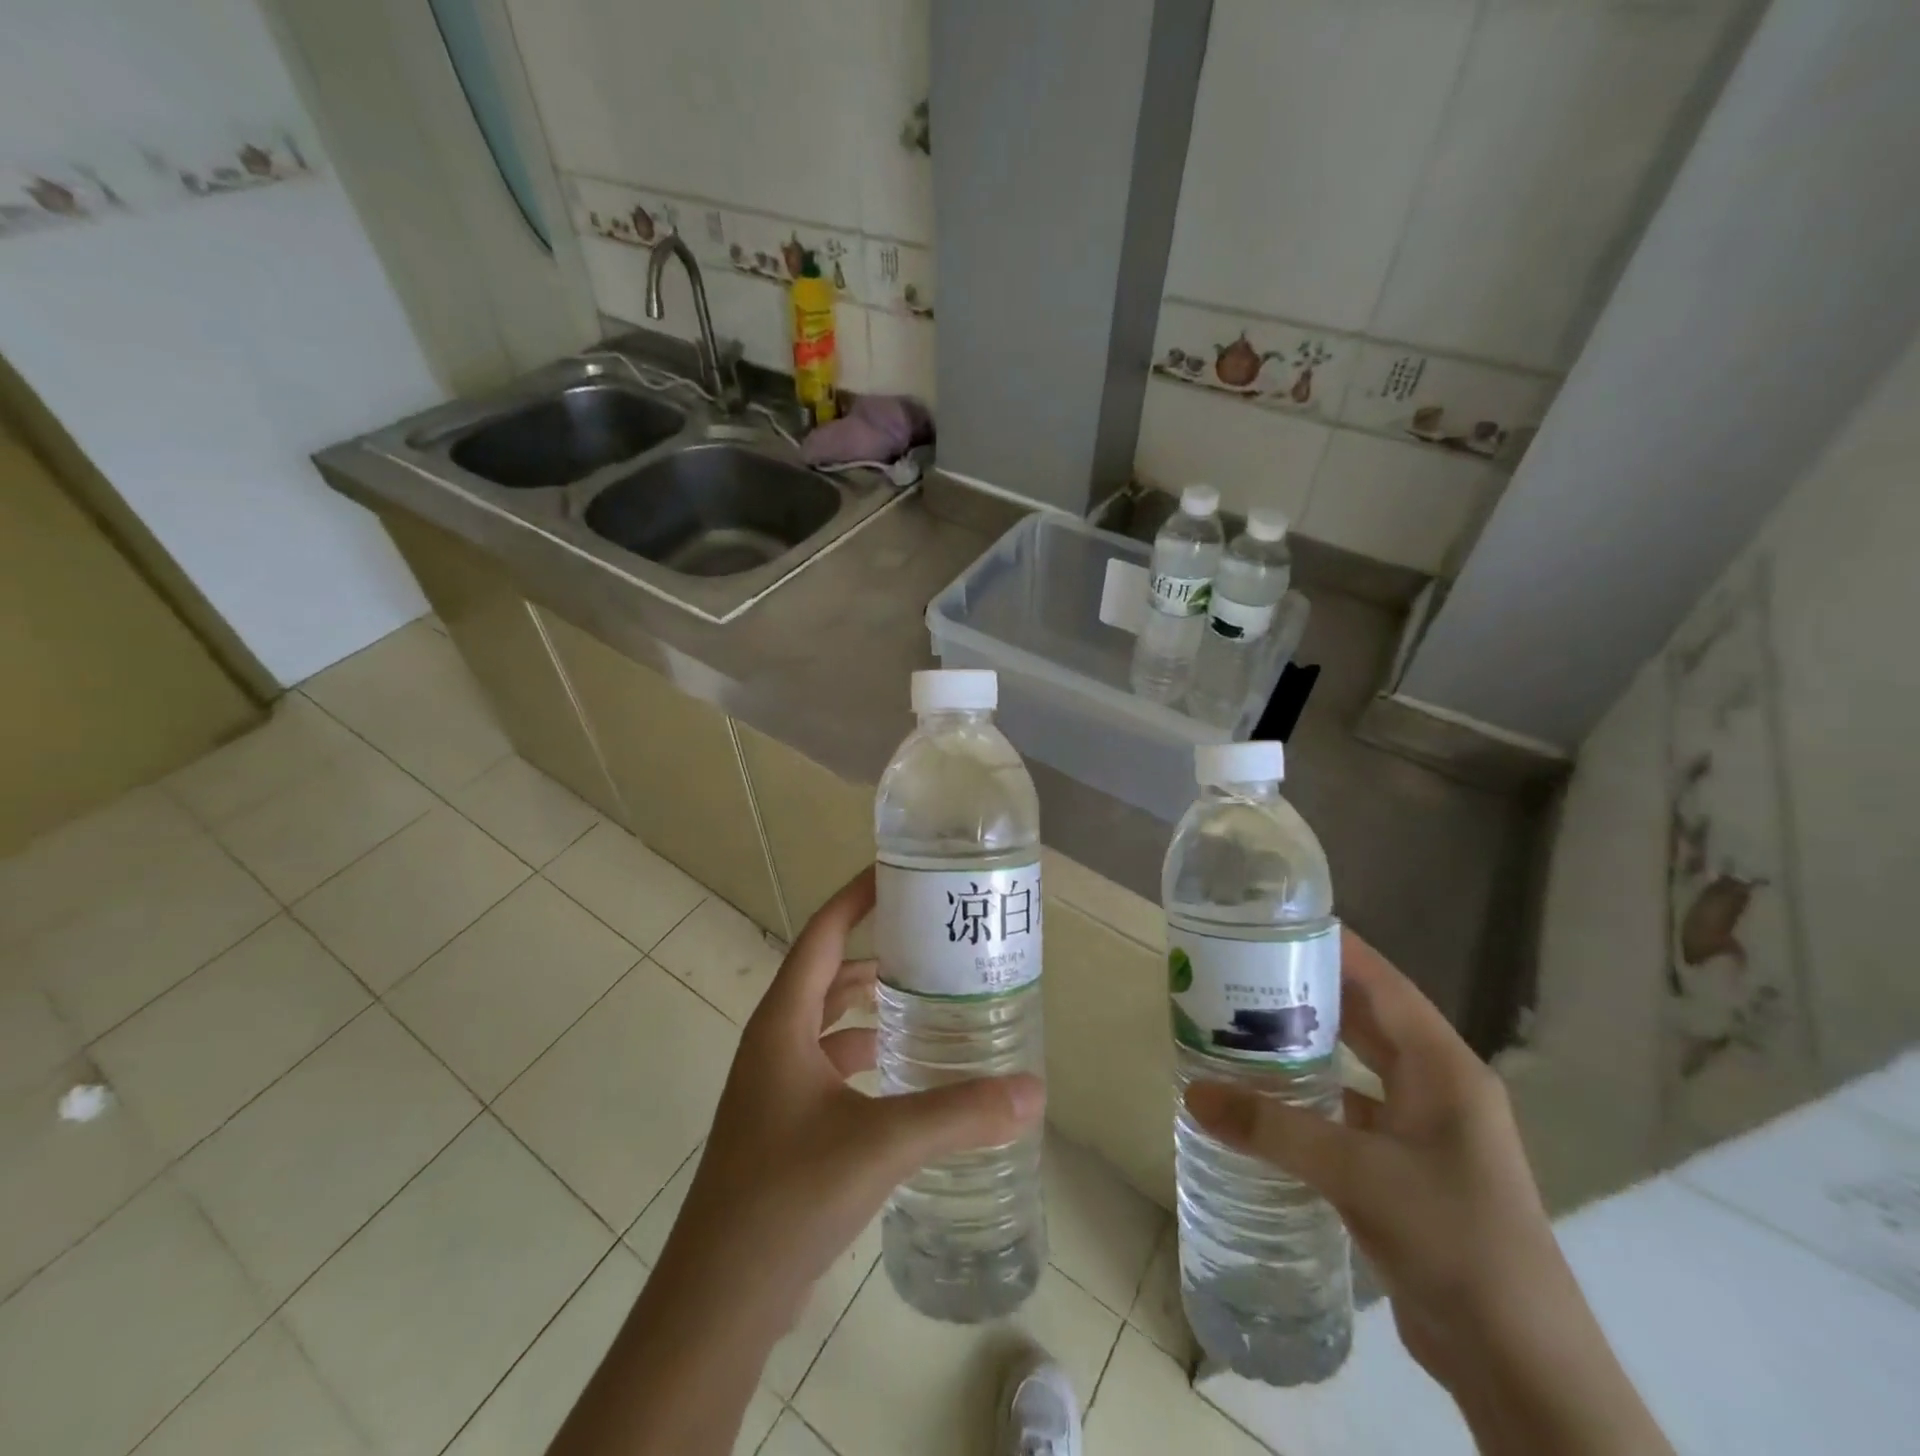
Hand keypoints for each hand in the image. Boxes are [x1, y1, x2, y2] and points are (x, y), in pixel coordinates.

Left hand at [656, 865, 1045, 1332]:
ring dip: (871, 1008)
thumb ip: (959, 1114)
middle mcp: (775, 1043)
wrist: (718, 1301)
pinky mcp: (785, 1126)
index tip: (897, 873)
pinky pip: (831, 1068)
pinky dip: (866, 1057)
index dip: (855, 898)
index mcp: (783, 1023)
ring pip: (829, 1025)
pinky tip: (906, 1075)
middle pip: (828, 975)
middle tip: (932, 943)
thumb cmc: (787, 1196)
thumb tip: (1033, 1091)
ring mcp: (776, 1087)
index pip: (822, 934)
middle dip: (876, 953)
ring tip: (929, 1001)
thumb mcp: (880, 1145)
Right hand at [1184, 929, 1670, 1455]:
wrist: (1522, 1366)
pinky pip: (1350, 1111)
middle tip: (1242, 968)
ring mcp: (1426, 1131)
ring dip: (1308, 1045)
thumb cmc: (1455, 1242)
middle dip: (1309, 991)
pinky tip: (1267, 1098)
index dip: (1335, 948)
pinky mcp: (1408, 1169)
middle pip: (1367, 1019)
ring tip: (1242, 1023)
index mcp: (1444, 1068)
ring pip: (1357, 1066)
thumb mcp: (1358, 1175)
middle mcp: (1438, 1088)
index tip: (1276, 923)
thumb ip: (1273, 1129)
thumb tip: (1193, 1092)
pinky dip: (1311, 1097)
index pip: (1383, 984)